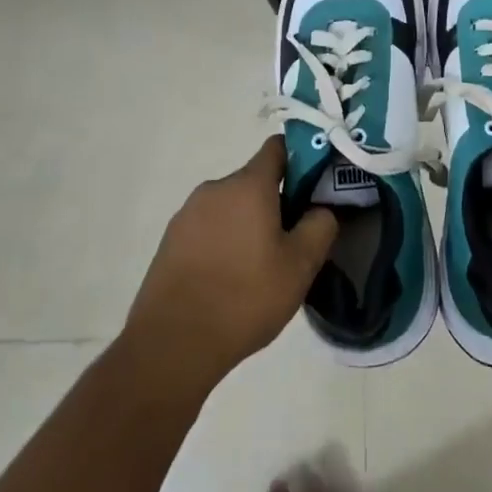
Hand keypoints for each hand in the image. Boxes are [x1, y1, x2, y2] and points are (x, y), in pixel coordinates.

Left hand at [124, 137, 337, 391]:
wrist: (172, 343)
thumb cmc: (245, 297)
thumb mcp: (300, 266)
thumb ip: (320, 226)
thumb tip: (321, 208)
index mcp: (248, 184)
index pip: (278, 148)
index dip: (301, 159)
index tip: (314, 188)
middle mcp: (215, 188)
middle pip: (254, 181)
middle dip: (275, 202)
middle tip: (290, 242)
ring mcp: (188, 213)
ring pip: (230, 207)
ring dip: (247, 224)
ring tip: (258, 268)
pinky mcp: (170, 240)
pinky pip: (207, 228)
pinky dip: (222, 242)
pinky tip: (228, 280)